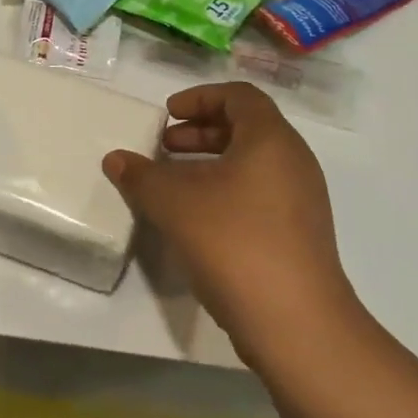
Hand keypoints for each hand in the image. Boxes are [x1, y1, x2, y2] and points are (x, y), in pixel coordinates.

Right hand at [104, 82, 353, 349]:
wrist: (295, 321)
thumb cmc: (234, 243)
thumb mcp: (175, 204)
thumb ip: (141, 176)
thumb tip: (115, 159)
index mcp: (271, 140)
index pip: (239, 96)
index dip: (200, 98)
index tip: (167, 116)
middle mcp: (294, 161)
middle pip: (247, 127)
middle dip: (201, 131)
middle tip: (164, 147)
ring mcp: (302, 199)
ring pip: (252, 163)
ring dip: (211, 163)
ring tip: (173, 183)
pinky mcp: (299, 233)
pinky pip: (260, 193)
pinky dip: (227, 190)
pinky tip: (197, 218)